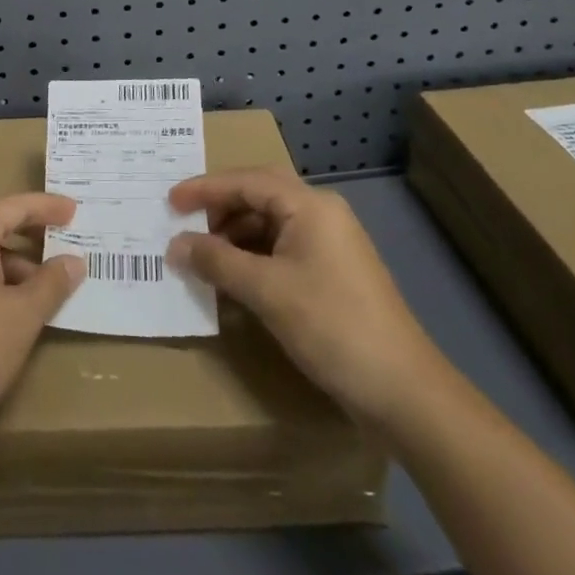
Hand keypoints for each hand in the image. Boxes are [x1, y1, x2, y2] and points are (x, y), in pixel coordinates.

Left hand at [0, 192, 84, 452]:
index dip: (47, 207)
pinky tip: (16, 306)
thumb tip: (73, 261)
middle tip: (65, 237)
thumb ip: (52, 283)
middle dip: (31, 231)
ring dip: (15, 262)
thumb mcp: (23, 316)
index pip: (15, 205)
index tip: (75, 209)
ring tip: (49, 285)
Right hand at [167, 169, 442, 427]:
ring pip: (270, 224)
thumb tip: (176, 245)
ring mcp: (330, 245)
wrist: (404, 393)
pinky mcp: (333, 275)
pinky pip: (282, 250)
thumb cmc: (332, 326)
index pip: (246, 181)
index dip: (204, 189)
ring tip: (203, 256)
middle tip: (184, 224)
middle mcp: (322, 215)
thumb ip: (217, 262)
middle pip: (259, 196)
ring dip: (235, 236)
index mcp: (310, 206)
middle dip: (219, 208)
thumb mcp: (266, 291)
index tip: (169, 201)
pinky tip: (234, 280)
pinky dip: (254, 258)